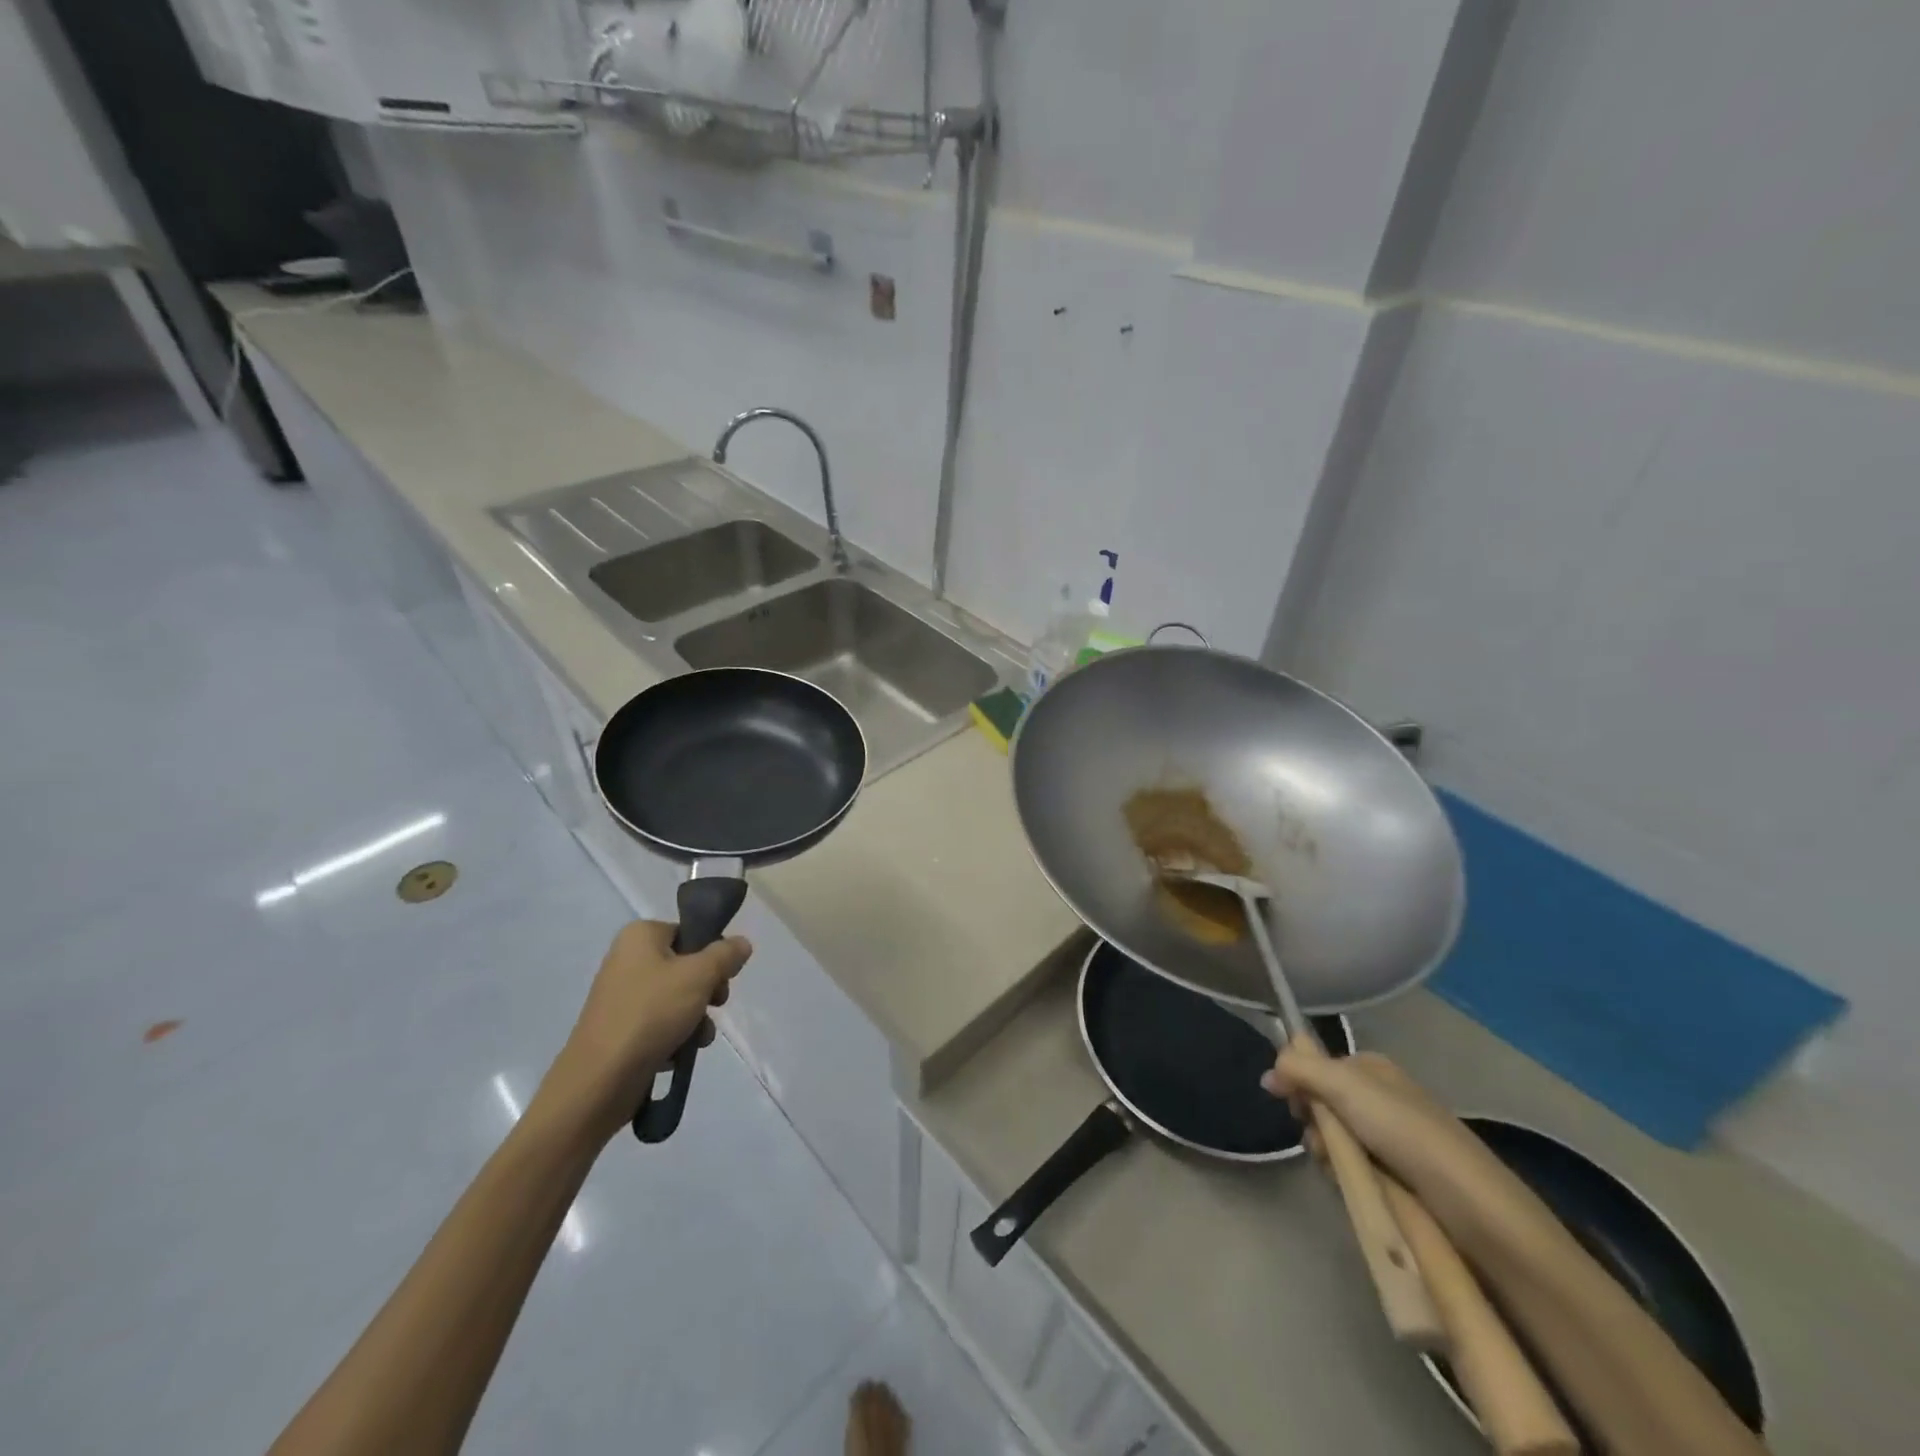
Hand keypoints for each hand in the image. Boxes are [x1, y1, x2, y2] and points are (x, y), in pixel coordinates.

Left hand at [536, 920, 751, 1143]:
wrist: (598, 1082)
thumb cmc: (650, 1015)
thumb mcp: (699, 976)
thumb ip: (725, 955)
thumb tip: (741, 943)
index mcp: (640, 936)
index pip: (691, 933)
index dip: (713, 955)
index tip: (723, 978)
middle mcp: (628, 959)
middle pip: (687, 966)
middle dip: (707, 991)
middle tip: (714, 1006)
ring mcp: (622, 996)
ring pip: (678, 998)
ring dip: (696, 1019)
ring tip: (696, 1039)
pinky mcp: (621, 1028)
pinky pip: (660, 1023)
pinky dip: (674, 1036)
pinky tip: (677, 1055)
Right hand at [1262, 1050, 1524, 1227]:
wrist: (1468, 1204)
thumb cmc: (1404, 1131)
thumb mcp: (1344, 1086)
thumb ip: (1300, 1069)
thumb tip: (1268, 1073)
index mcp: (1372, 1068)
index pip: (1317, 1064)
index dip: (1298, 1080)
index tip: (1290, 1100)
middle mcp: (1380, 1098)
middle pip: (1322, 1102)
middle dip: (1312, 1120)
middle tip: (1319, 1139)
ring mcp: (1389, 1139)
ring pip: (1334, 1138)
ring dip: (1326, 1151)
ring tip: (1337, 1167)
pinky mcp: (1397, 1177)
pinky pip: (1352, 1168)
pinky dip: (1345, 1174)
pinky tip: (1351, 1184)